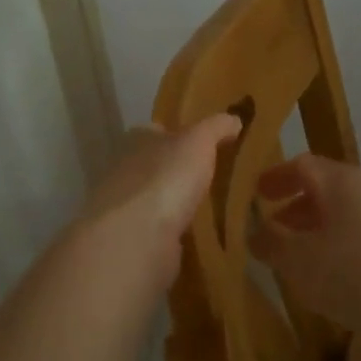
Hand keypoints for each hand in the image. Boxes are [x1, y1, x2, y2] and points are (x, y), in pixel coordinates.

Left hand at [74, 114, 241, 291]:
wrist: (136, 240)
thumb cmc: (165, 179)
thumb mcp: (198, 141)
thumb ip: (216, 127)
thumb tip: (234, 119)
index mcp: (137, 141)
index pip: (156, 130)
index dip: (180, 133)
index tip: (207, 142)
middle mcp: (126, 171)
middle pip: (157, 165)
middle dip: (181, 171)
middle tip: (217, 176)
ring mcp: (128, 209)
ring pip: (160, 200)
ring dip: (180, 203)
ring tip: (215, 207)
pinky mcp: (136, 241)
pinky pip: (162, 231)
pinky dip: (178, 232)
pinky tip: (201, 235)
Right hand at [249, 154, 360, 335]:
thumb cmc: (353, 271)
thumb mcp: (298, 259)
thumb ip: (272, 242)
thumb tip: (255, 231)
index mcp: (338, 181)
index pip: (301, 165)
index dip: (275, 177)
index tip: (255, 194)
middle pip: (322, 189)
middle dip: (292, 207)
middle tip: (270, 228)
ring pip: (339, 215)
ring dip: (312, 231)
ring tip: (292, 258)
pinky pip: (355, 237)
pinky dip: (333, 248)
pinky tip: (325, 277)